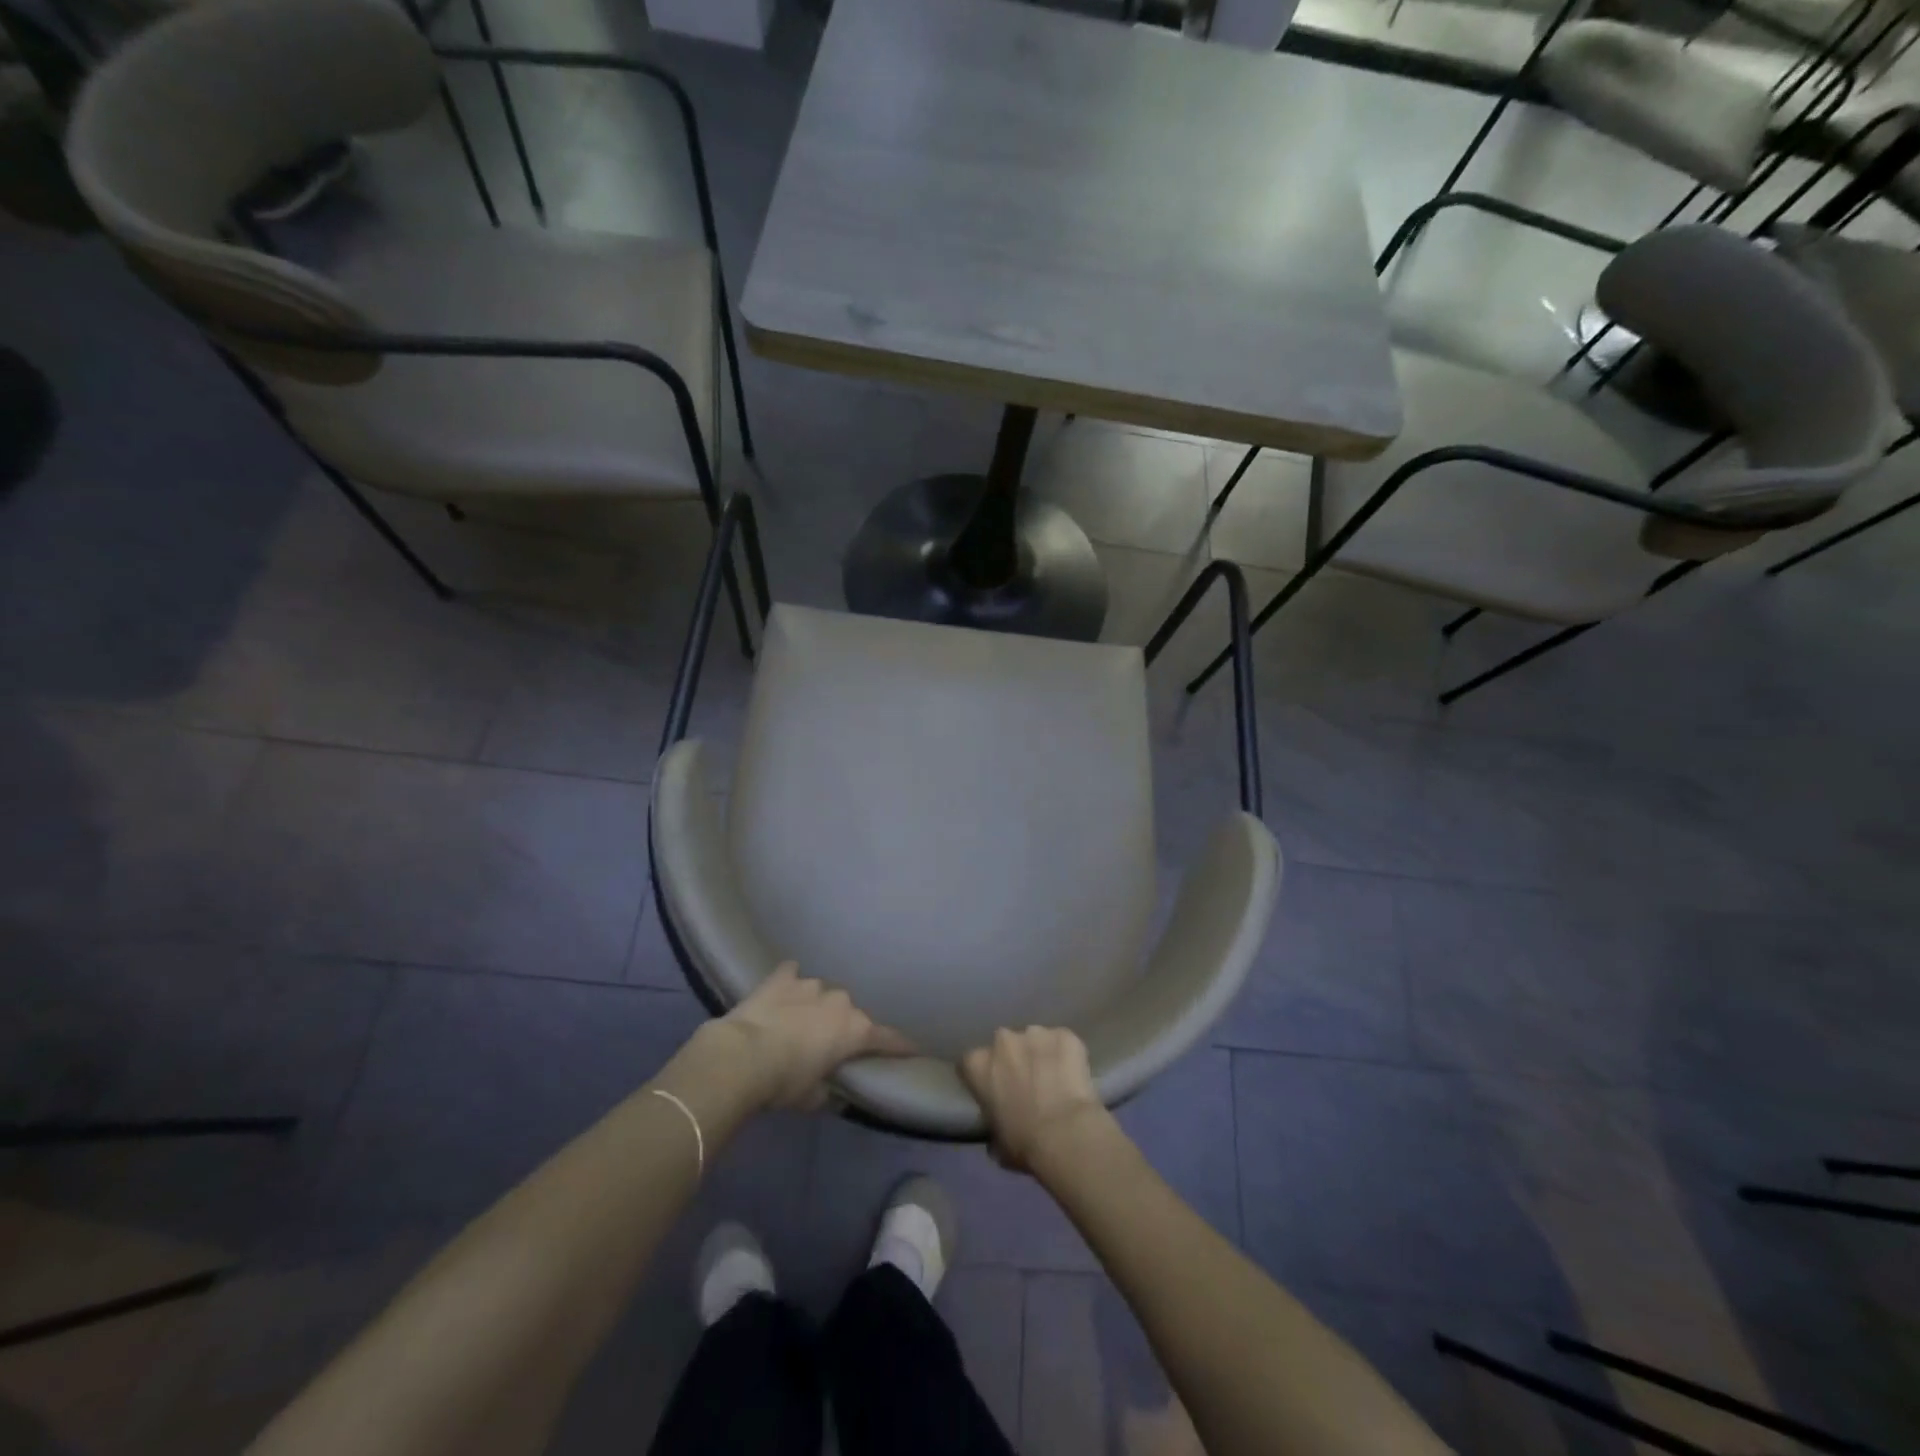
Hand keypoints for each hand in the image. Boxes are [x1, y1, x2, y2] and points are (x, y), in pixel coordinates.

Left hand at [718, 963, 914, 1109]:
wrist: (741, 1056)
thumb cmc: (784, 1082)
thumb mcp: (811, 1097)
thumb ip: (826, 1089)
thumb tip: (825, 1088)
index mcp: (855, 1030)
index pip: (886, 1039)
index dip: (900, 1046)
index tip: (914, 1049)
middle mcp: (839, 1001)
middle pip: (849, 1013)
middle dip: (842, 1025)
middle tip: (829, 1044)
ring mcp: (810, 984)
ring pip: (822, 993)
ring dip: (815, 1006)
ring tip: (800, 1021)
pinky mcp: (781, 977)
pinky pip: (791, 974)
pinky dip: (790, 981)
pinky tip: (784, 986)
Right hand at [960, 1026, 1113, 1173]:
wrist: (1065, 1133)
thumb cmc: (1024, 1143)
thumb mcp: (996, 1142)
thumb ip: (993, 1124)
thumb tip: (998, 1131)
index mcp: (978, 1064)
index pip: (972, 1063)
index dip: (983, 1076)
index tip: (993, 1090)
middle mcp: (1002, 1040)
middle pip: (1004, 1045)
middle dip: (1013, 1059)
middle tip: (1026, 1083)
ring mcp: (1035, 1033)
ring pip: (1035, 1040)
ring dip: (1041, 1055)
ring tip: (1054, 1079)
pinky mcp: (1064, 1035)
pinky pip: (1063, 1042)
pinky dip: (1067, 1054)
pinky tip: (1074, 1074)